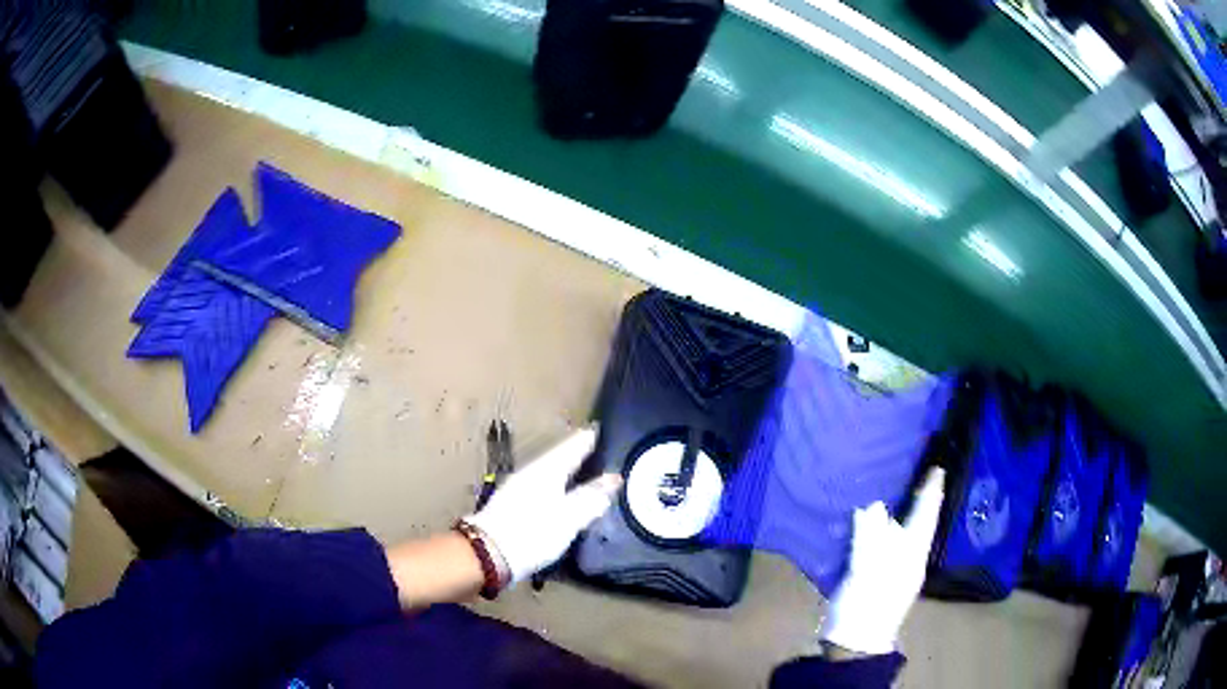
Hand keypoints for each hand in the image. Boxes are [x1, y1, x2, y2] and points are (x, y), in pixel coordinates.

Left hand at [464, 426, 622, 584]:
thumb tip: (613, 479)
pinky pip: (539, 485)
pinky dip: (553, 485)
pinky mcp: (510, 505)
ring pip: (547, 472)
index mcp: (546, 471)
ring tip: (579, 470)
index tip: (598, 429)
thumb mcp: (569, 517)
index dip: (586, 440)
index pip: (571, 448)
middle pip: (557, 458)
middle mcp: (531, 474)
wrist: (489, 554)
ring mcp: (517, 489)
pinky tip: (557, 494)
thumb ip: (591, 498)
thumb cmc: (534, 532)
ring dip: (563, 469)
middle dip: (574, 453)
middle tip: (592, 448)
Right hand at [819, 467, 945, 655]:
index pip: (926, 515)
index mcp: (912, 554)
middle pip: (914, 522)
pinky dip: (875, 530)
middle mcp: (907, 558)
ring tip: (884, 490)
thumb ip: (871, 537)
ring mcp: (892, 570)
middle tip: (908, 470)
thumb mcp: (868, 572)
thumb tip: (872, 506)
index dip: (931, 491)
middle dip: (914, 497)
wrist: (853, 645)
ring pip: (897, 533)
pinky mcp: (874, 578)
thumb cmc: (866, 607)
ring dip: (894, 513)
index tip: (938, 466)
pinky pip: (879, 544)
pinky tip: (864, 523)